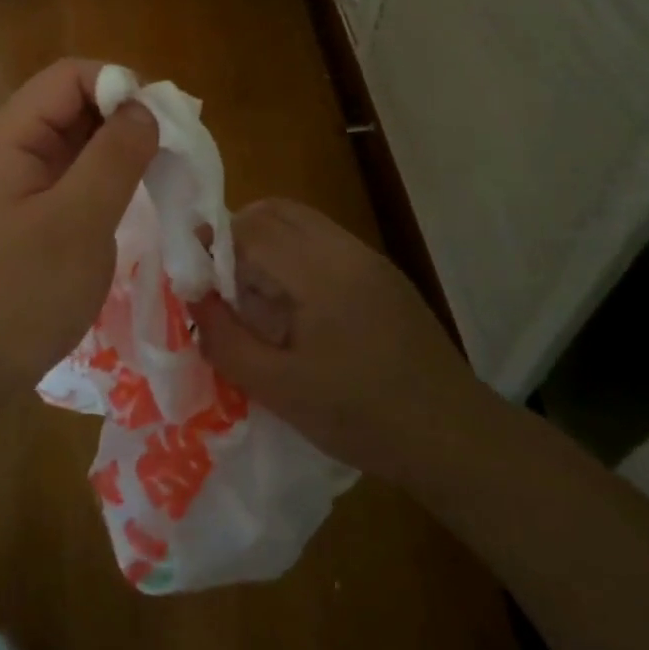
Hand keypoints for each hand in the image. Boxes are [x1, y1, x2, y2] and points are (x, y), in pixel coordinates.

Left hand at [0, 59, 158, 441]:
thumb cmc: (22, 292)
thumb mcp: (77, 222)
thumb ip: (114, 158)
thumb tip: (147, 109)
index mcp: (12, 136)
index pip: (71, 77)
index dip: (120, 85)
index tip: (165, 121)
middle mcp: (16, 147)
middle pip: (78, 103)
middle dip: (128, 115)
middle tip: (176, 149)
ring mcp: (27, 181)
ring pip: (83, 139)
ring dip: (126, 146)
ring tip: (168, 171)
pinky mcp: (39, 211)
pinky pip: (81, 174)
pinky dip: (115, 175)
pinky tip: (144, 195)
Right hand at [190, 199, 493, 481]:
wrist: (455, 438)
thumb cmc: (363, 417)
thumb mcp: (281, 391)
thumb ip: (227, 341)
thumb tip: (193, 299)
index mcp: (321, 272)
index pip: (251, 229)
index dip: (213, 245)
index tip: (194, 277)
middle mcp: (346, 250)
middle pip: (276, 211)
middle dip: (236, 235)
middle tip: (218, 282)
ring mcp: (369, 259)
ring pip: (300, 221)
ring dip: (265, 242)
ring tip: (251, 293)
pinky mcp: (382, 274)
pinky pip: (323, 241)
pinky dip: (293, 254)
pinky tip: (292, 304)